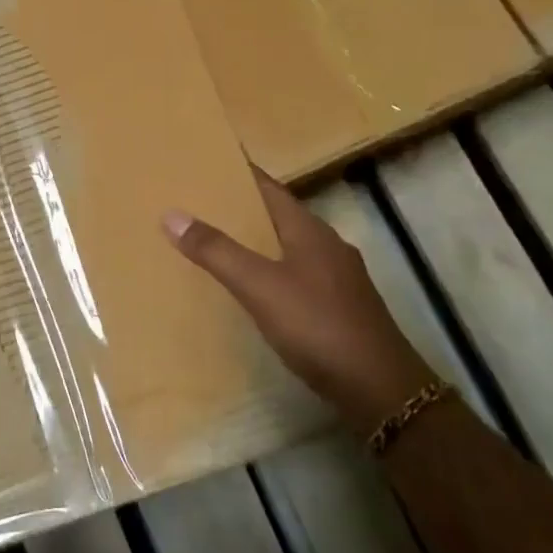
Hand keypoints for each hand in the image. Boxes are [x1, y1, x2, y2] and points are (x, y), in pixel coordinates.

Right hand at [164, 169, 435, 430]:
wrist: (380, 390)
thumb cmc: (318, 326)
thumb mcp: (259, 286)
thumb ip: (216, 251)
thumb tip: (171, 214)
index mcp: (310, 229)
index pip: (270, 187)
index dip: (240, 174)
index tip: (208, 163)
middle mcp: (328, 245)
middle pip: (279, 215)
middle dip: (243, 208)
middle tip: (201, 203)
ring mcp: (339, 277)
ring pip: (289, 246)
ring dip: (258, 241)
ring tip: (220, 242)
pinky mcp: (342, 306)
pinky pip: (298, 274)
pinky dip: (272, 270)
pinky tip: (256, 287)